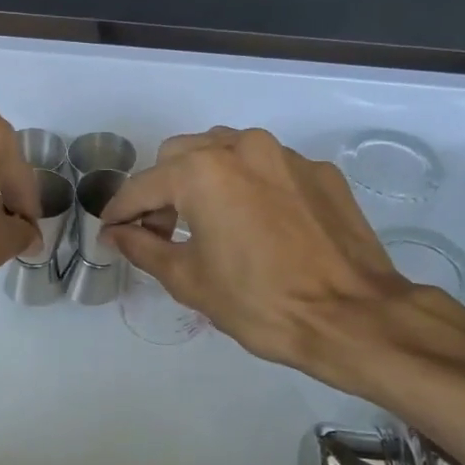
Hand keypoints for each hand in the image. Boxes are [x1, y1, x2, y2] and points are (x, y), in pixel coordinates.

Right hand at [99, 127, 436, 398]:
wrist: (353, 318)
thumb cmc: (260, 303)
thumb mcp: (189, 280)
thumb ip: (143, 247)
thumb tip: (115, 233)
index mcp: (203, 172)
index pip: (143, 185)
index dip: (120, 210)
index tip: (110, 231)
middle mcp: (242, 147)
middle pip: (181, 155)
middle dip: (162, 190)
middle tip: (160, 231)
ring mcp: (286, 155)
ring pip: (225, 151)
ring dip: (203, 179)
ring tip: (207, 222)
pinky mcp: (319, 171)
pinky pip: (267, 167)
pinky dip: (248, 186)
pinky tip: (256, 224)